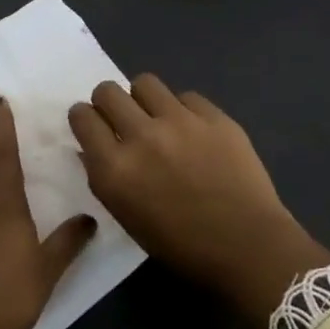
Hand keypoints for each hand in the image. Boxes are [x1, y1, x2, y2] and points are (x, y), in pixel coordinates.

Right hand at [69, 75, 329, 326]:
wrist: (247, 246)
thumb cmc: (181, 246)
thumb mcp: (126, 217)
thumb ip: (105, 176)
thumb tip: (92, 148)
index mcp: (114, 169)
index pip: (82, 117)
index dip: (84, 118)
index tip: (93, 124)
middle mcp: (141, 136)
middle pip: (107, 91)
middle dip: (108, 102)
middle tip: (122, 119)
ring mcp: (180, 121)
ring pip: (145, 82)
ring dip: (143, 98)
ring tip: (157, 117)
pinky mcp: (213, 115)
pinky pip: (185, 96)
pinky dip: (182, 109)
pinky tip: (193, 130)